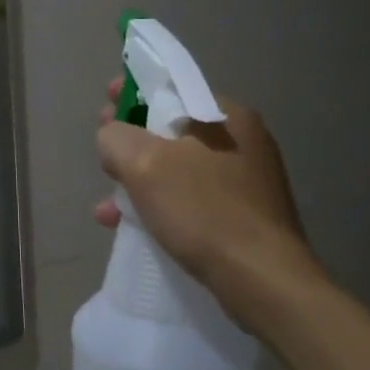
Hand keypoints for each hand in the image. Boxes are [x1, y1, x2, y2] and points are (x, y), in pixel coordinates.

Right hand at [94, 78, 318, 299]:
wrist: (263, 282)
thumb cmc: (204, 211)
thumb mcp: (145, 164)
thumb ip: (117, 137)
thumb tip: (112, 137)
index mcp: (227, 116)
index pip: (171, 88)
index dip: (132, 92)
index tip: (106, 105)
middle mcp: (242, 141)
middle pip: (170, 129)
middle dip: (130, 144)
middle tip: (105, 159)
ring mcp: (245, 181)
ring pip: (176, 168)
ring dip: (138, 181)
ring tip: (108, 207)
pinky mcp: (242, 216)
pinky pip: (189, 199)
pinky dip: (159, 206)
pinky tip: (130, 226)